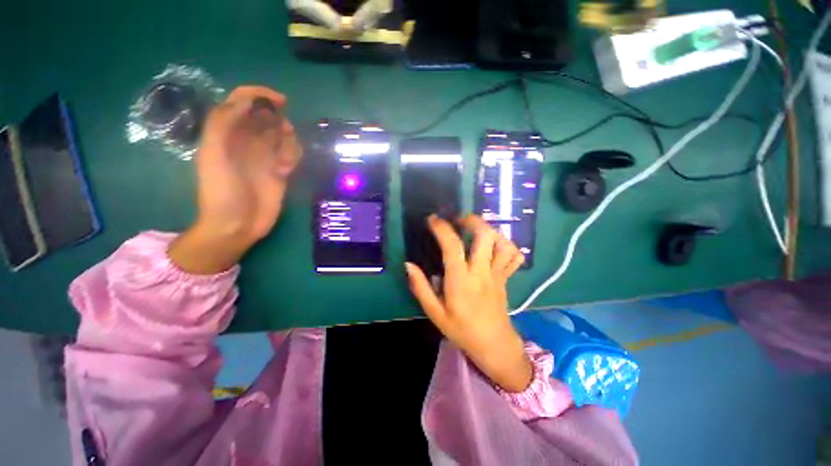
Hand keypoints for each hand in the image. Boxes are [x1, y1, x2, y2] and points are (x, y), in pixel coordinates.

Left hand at [169, 86, 302, 273]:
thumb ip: (223, 124)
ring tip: (283, 160)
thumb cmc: (221, 192)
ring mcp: (265, 157)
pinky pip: (292, 155)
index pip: (242, 102)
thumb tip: (247, 102)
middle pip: (267, 117)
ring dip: (289, 141)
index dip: (260, 95)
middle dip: (278, 120)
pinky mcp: (280, 172)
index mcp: (227, 133)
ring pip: (283, 136)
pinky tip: (286, 170)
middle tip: (283, 133)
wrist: (236, 225)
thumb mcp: (213, 155)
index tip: (280, 101)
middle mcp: (247, 141)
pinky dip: (294, 157)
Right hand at [406, 214, 531, 391]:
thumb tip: (408, 265)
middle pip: (484, 236)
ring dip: (490, 230)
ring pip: (502, 243)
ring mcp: (497, 274)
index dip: (442, 229)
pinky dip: (506, 246)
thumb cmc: (461, 330)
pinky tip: (494, 245)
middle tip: (459, 220)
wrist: (494, 346)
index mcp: (461, 281)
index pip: (452, 247)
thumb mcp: (435, 312)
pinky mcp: (506, 278)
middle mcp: (481, 272)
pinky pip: (514, 257)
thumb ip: (420, 287)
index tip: (432, 220)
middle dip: (471, 221)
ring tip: (476, 230)